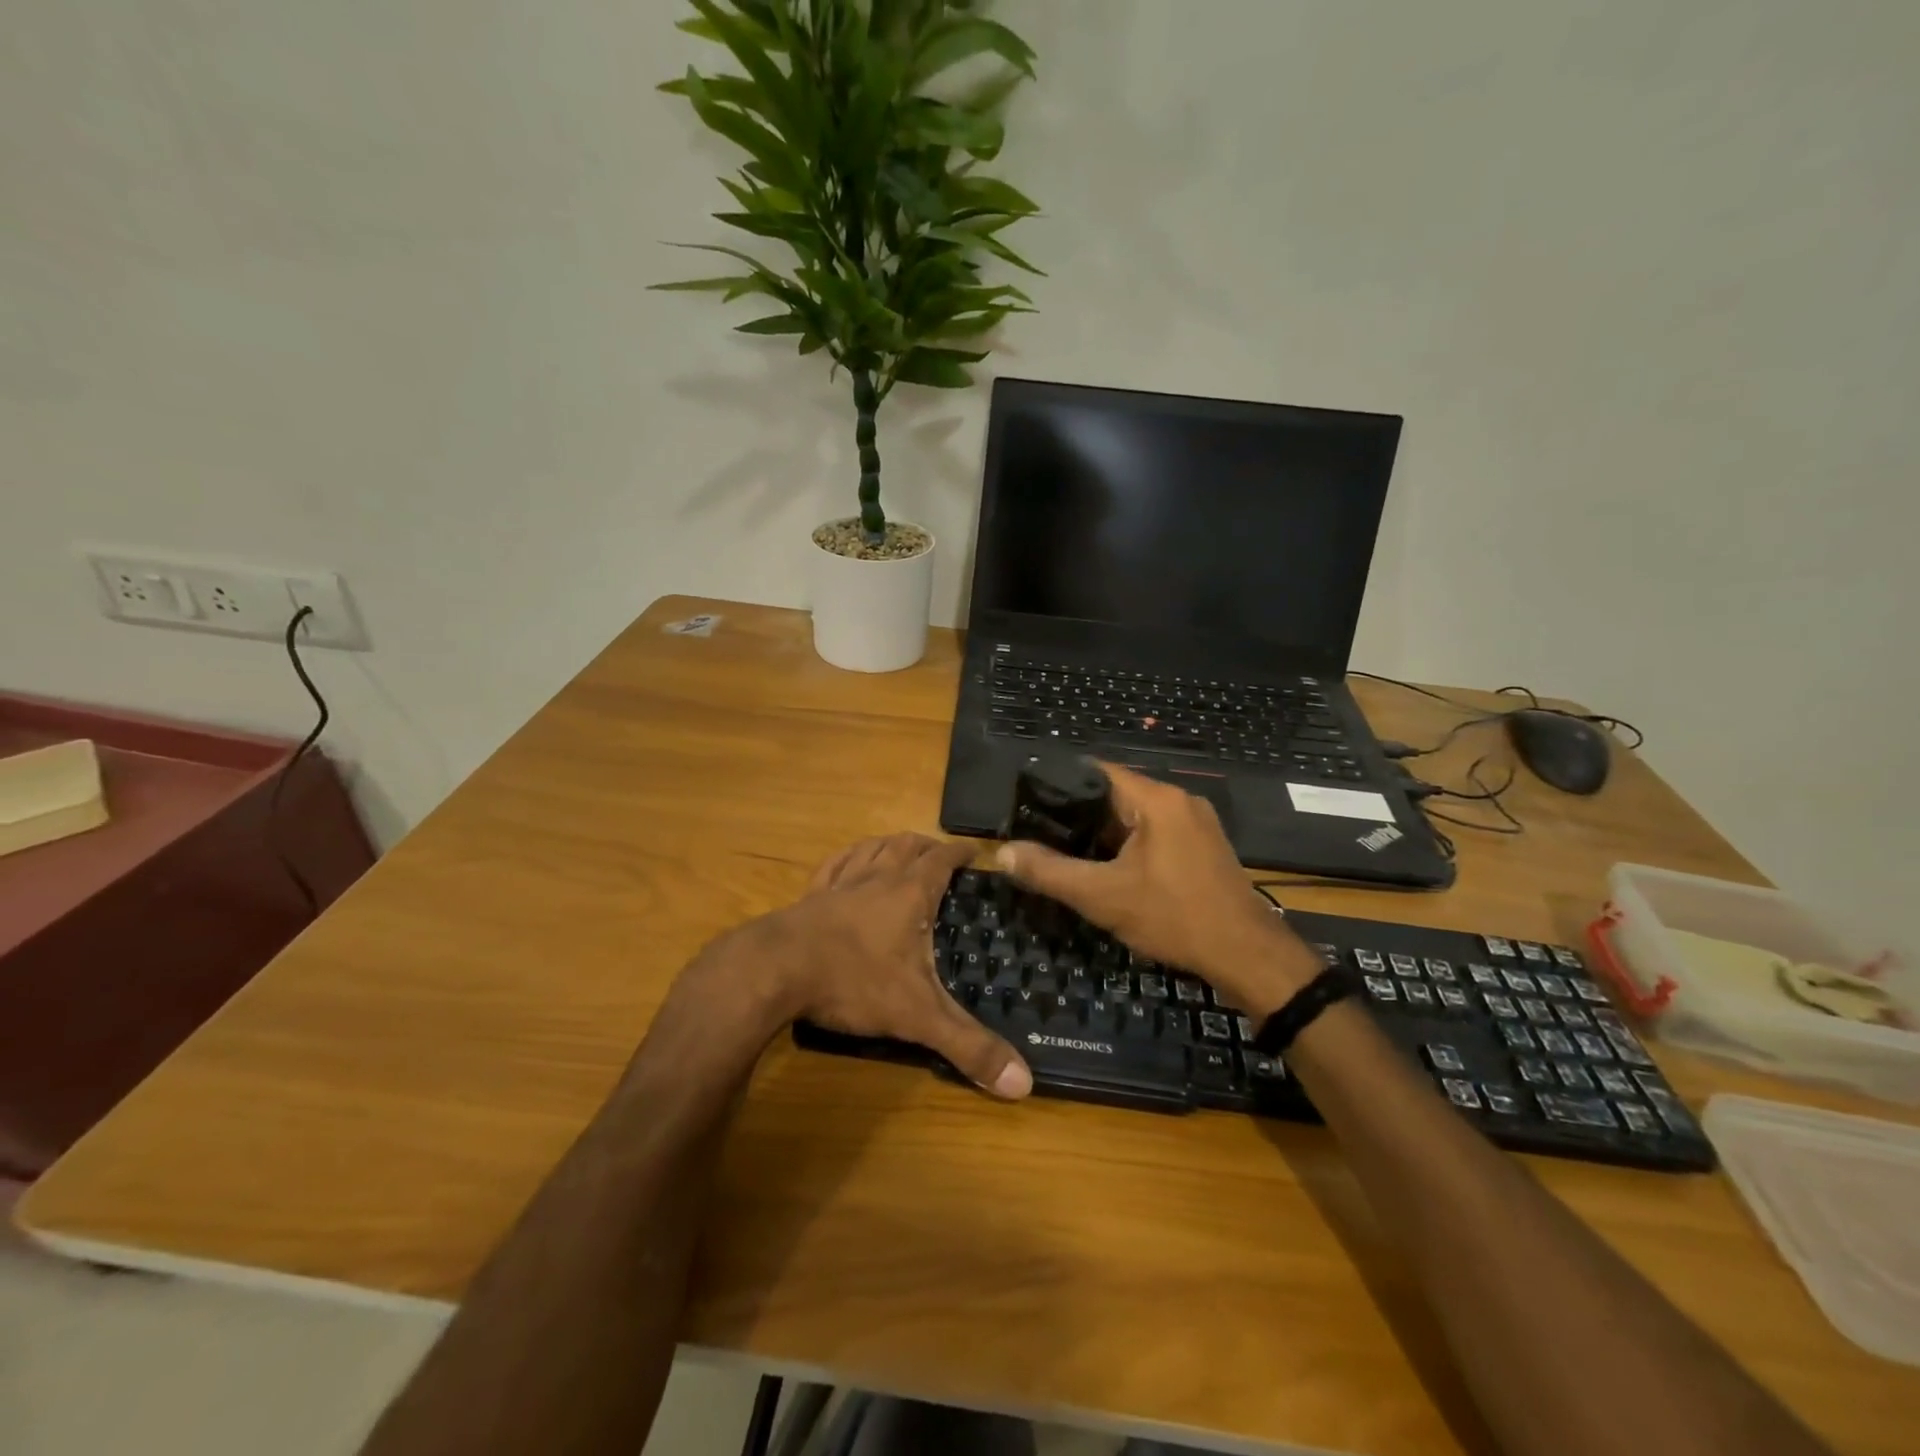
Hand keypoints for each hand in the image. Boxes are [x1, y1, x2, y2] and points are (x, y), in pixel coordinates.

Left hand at [717, 833, 1031, 1098]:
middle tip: (941, 854)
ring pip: (871, 849)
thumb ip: (969, 1047)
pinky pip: (834, 865)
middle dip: (927, 846)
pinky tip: (848, 863)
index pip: (942, 860)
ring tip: (901, 849)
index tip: (976, 850)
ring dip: (891, 845)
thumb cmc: (854, 981)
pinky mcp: (809, 896)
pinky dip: (849, 858)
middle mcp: (877, 877)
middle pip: (907, 846)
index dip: (961, 853)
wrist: (775, 970)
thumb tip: (1024, 1084)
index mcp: (909, 893)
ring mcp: (839, 883)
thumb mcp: (918, 1016)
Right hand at [995, 764, 1318, 1016]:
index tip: (1029, 804)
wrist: (1247, 956)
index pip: (1097, 772)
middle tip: (1041, 833)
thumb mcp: (1102, 896)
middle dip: (1079, 814)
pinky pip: (1155, 833)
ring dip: (1103, 833)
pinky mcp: (1203, 847)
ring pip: (1135, 816)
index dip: (1060, 784)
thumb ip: (1049, 871)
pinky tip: (1108, 868)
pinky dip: (1128, 845)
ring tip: (1066, 851)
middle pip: (1116, 794)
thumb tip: (1001, 853)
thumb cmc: (1174, 917)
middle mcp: (1179, 801)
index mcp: (1157, 799)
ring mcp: (1196, 823)